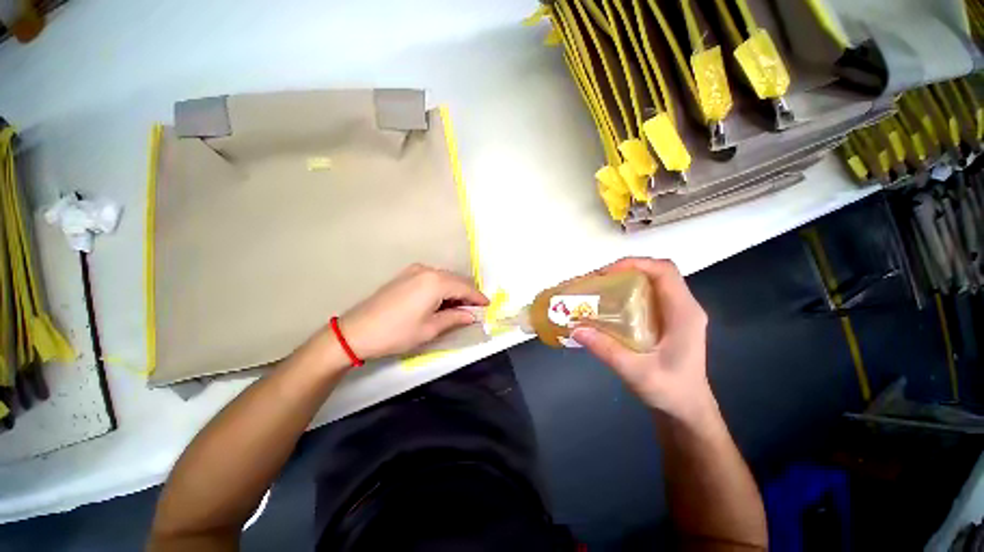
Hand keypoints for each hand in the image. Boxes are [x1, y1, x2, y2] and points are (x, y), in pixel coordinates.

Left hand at [338, 264, 488, 360]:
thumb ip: (455, 318)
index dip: (478, 297)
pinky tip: (441, 301)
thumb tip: (471, 315)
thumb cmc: (397, 332)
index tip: (488, 306)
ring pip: (444, 278)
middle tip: (474, 310)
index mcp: (436, 282)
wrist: (357, 331)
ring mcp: (414, 271)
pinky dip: (441, 288)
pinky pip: (431, 278)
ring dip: (454, 291)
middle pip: (455, 280)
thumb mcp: (430, 329)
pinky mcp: (405, 275)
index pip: (465, 287)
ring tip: (458, 308)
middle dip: (467, 294)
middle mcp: (427, 270)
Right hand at [571, 258, 716, 425]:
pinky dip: (626, 293)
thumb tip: (576, 328)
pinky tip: (608, 306)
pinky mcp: (667, 320)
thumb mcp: (636, 372)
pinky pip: (647, 296)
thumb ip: (607, 350)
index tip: (607, 273)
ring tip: (598, 289)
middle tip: (596, 281)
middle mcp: (683, 307)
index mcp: (684, 313)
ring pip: (651, 283)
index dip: (636, 264)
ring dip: (624, 280)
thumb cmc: (670, 391)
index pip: (665, 271)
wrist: (687, 410)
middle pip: (656, 273)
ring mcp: (676, 313)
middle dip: (624, 270)